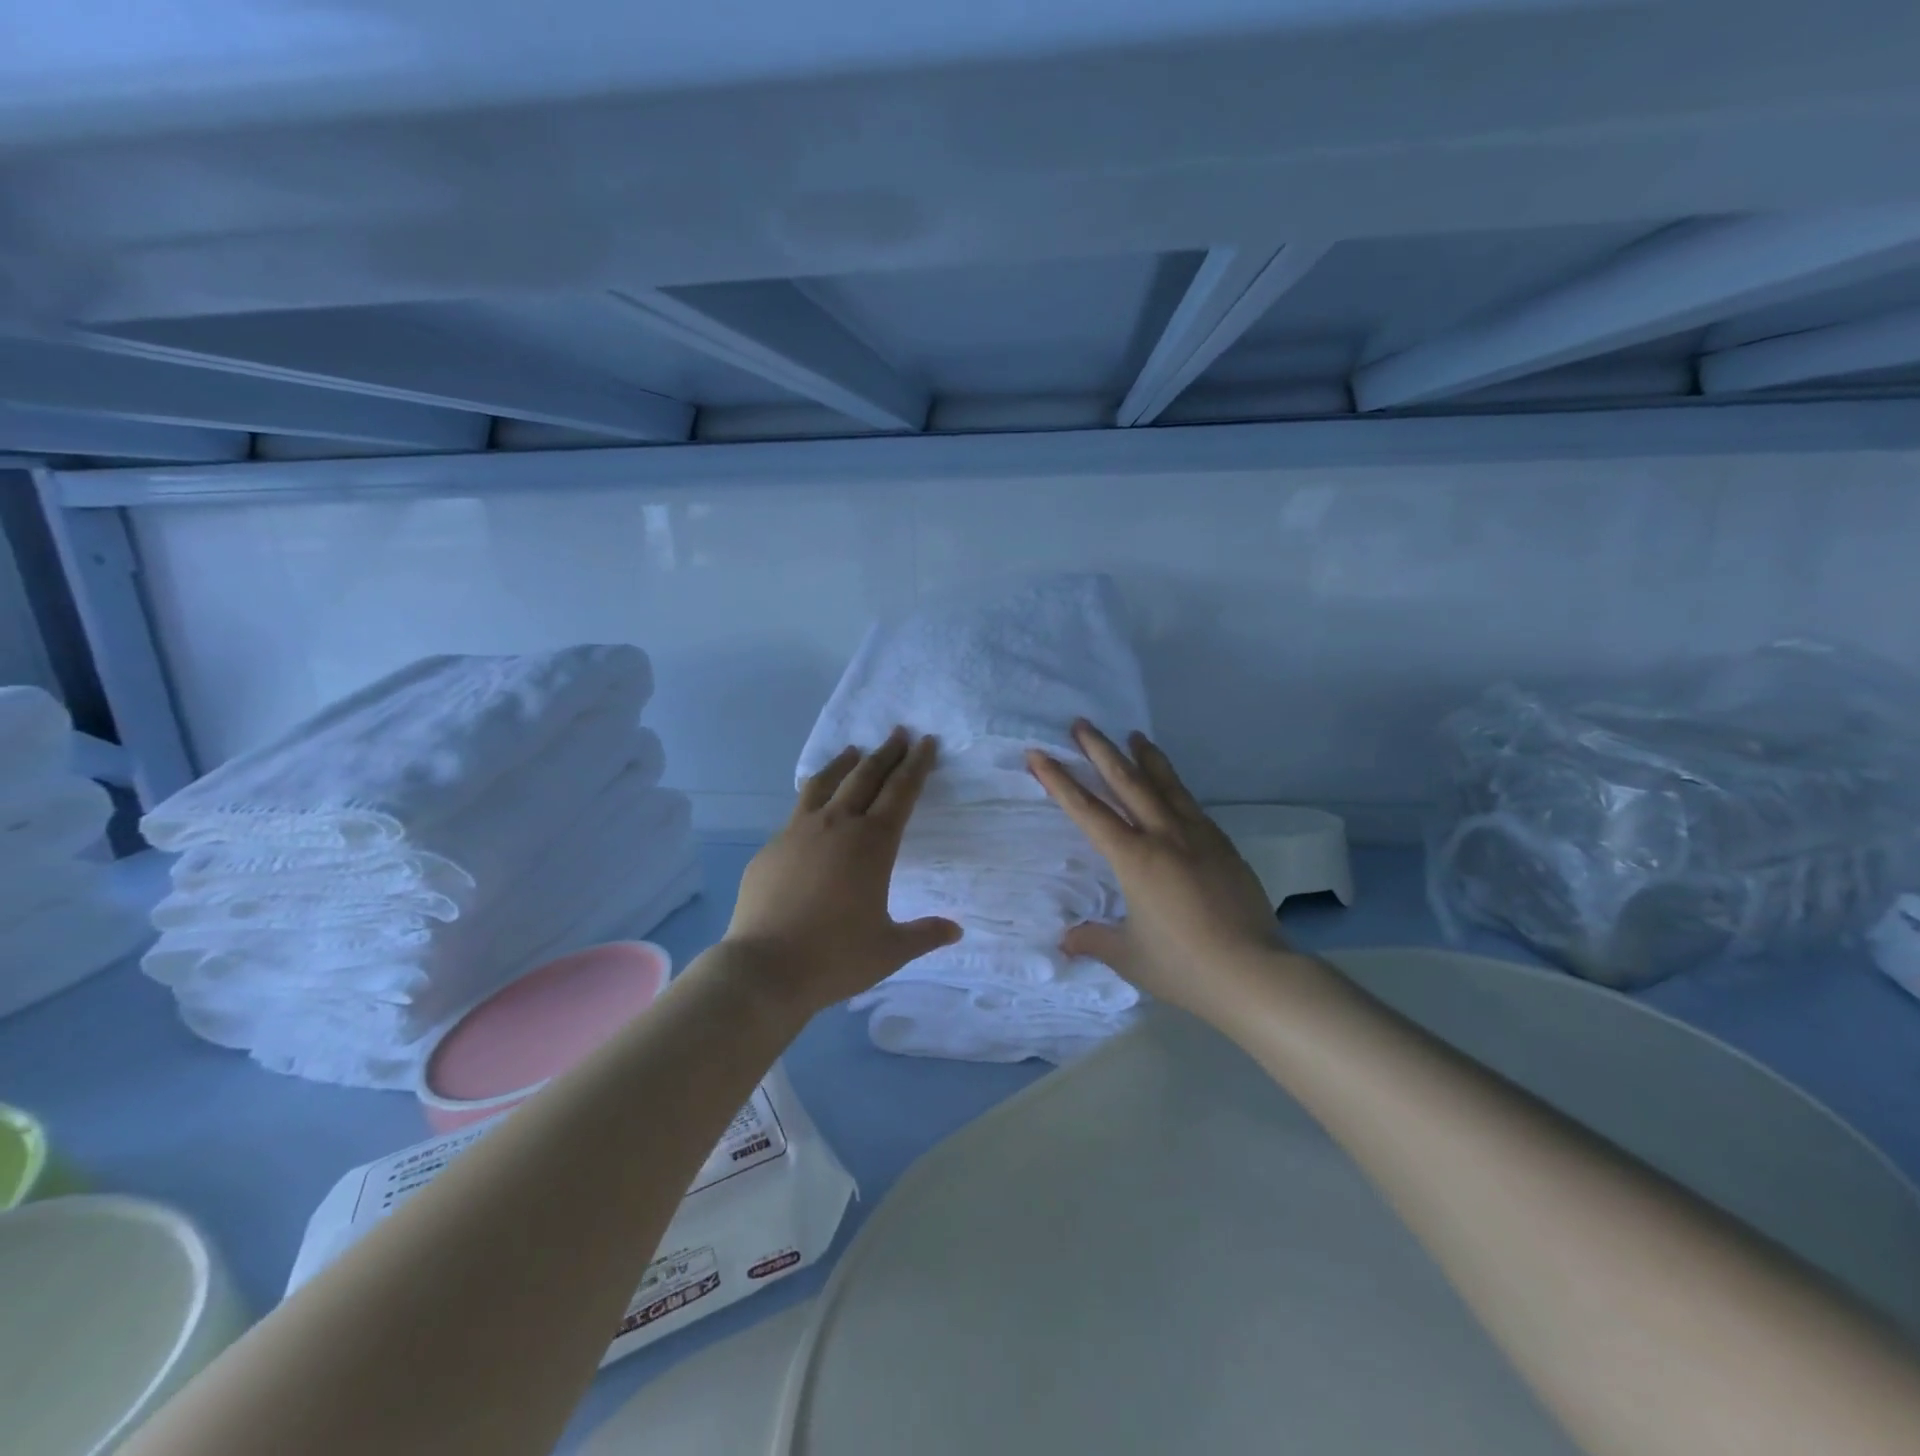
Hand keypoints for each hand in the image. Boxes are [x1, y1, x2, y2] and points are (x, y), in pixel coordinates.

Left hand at [723, 728, 960, 1017]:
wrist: (764, 969)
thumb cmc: (836, 957)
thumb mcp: (890, 950)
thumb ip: (924, 934)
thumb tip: (956, 931)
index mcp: (873, 843)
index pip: (901, 791)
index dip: (917, 764)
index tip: (926, 742)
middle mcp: (837, 825)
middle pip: (865, 776)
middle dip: (886, 752)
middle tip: (898, 733)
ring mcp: (798, 832)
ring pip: (825, 783)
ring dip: (844, 764)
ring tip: (853, 751)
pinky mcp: (771, 847)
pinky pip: (798, 811)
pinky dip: (813, 797)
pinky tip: (814, 806)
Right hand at [1027, 722, 1290, 1020]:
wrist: (1255, 973)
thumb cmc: (1184, 966)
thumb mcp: (1130, 956)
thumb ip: (1095, 940)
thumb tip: (1066, 939)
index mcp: (1134, 859)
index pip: (1087, 812)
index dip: (1059, 782)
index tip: (1039, 755)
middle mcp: (1164, 836)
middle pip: (1127, 782)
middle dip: (1100, 750)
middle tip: (1082, 724)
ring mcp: (1198, 837)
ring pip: (1166, 784)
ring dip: (1146, 757)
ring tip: (1134, 735)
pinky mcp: (1223, 846)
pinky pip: (1190, 805)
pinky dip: (1174, 785)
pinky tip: (1172, 785)